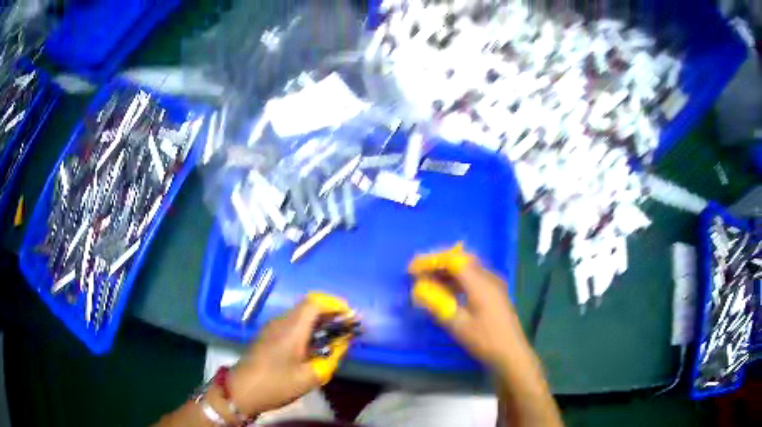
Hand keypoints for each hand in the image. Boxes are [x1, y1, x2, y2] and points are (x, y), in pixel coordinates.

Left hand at [224, 294, 352, 416]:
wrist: (241, 390)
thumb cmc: (276, 384)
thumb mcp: (310, 377)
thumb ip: (330, 358)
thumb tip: (342, 344)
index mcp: (292, 329)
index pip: (314, 302)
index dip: (334, 304)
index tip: (350, 316)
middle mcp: (281, 322)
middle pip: (308, 306)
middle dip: (330, 313)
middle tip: (346, 328)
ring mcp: (272, 327)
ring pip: (300, 315)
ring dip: (319, 321)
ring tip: (333, 337)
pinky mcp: (268, 335)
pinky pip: (292, 323)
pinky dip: (307, 328)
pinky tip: (313, 345)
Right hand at [409, 244, 525, 368]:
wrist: (511, 353)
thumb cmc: (485, 340)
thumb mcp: (458, 324)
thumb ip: (437, 303)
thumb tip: (418, 290)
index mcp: (480, 283)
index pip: (453, 260)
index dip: (431, 261)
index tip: (412, 269)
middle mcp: (489, 277)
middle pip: (462, 259)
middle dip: (438, 263)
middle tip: (419, 272)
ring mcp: (494, 284)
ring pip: (468, 268)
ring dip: (447, 271)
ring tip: (428, 281)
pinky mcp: (495, 292)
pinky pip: (474, 277)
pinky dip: (457, 279)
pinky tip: (446, 290)